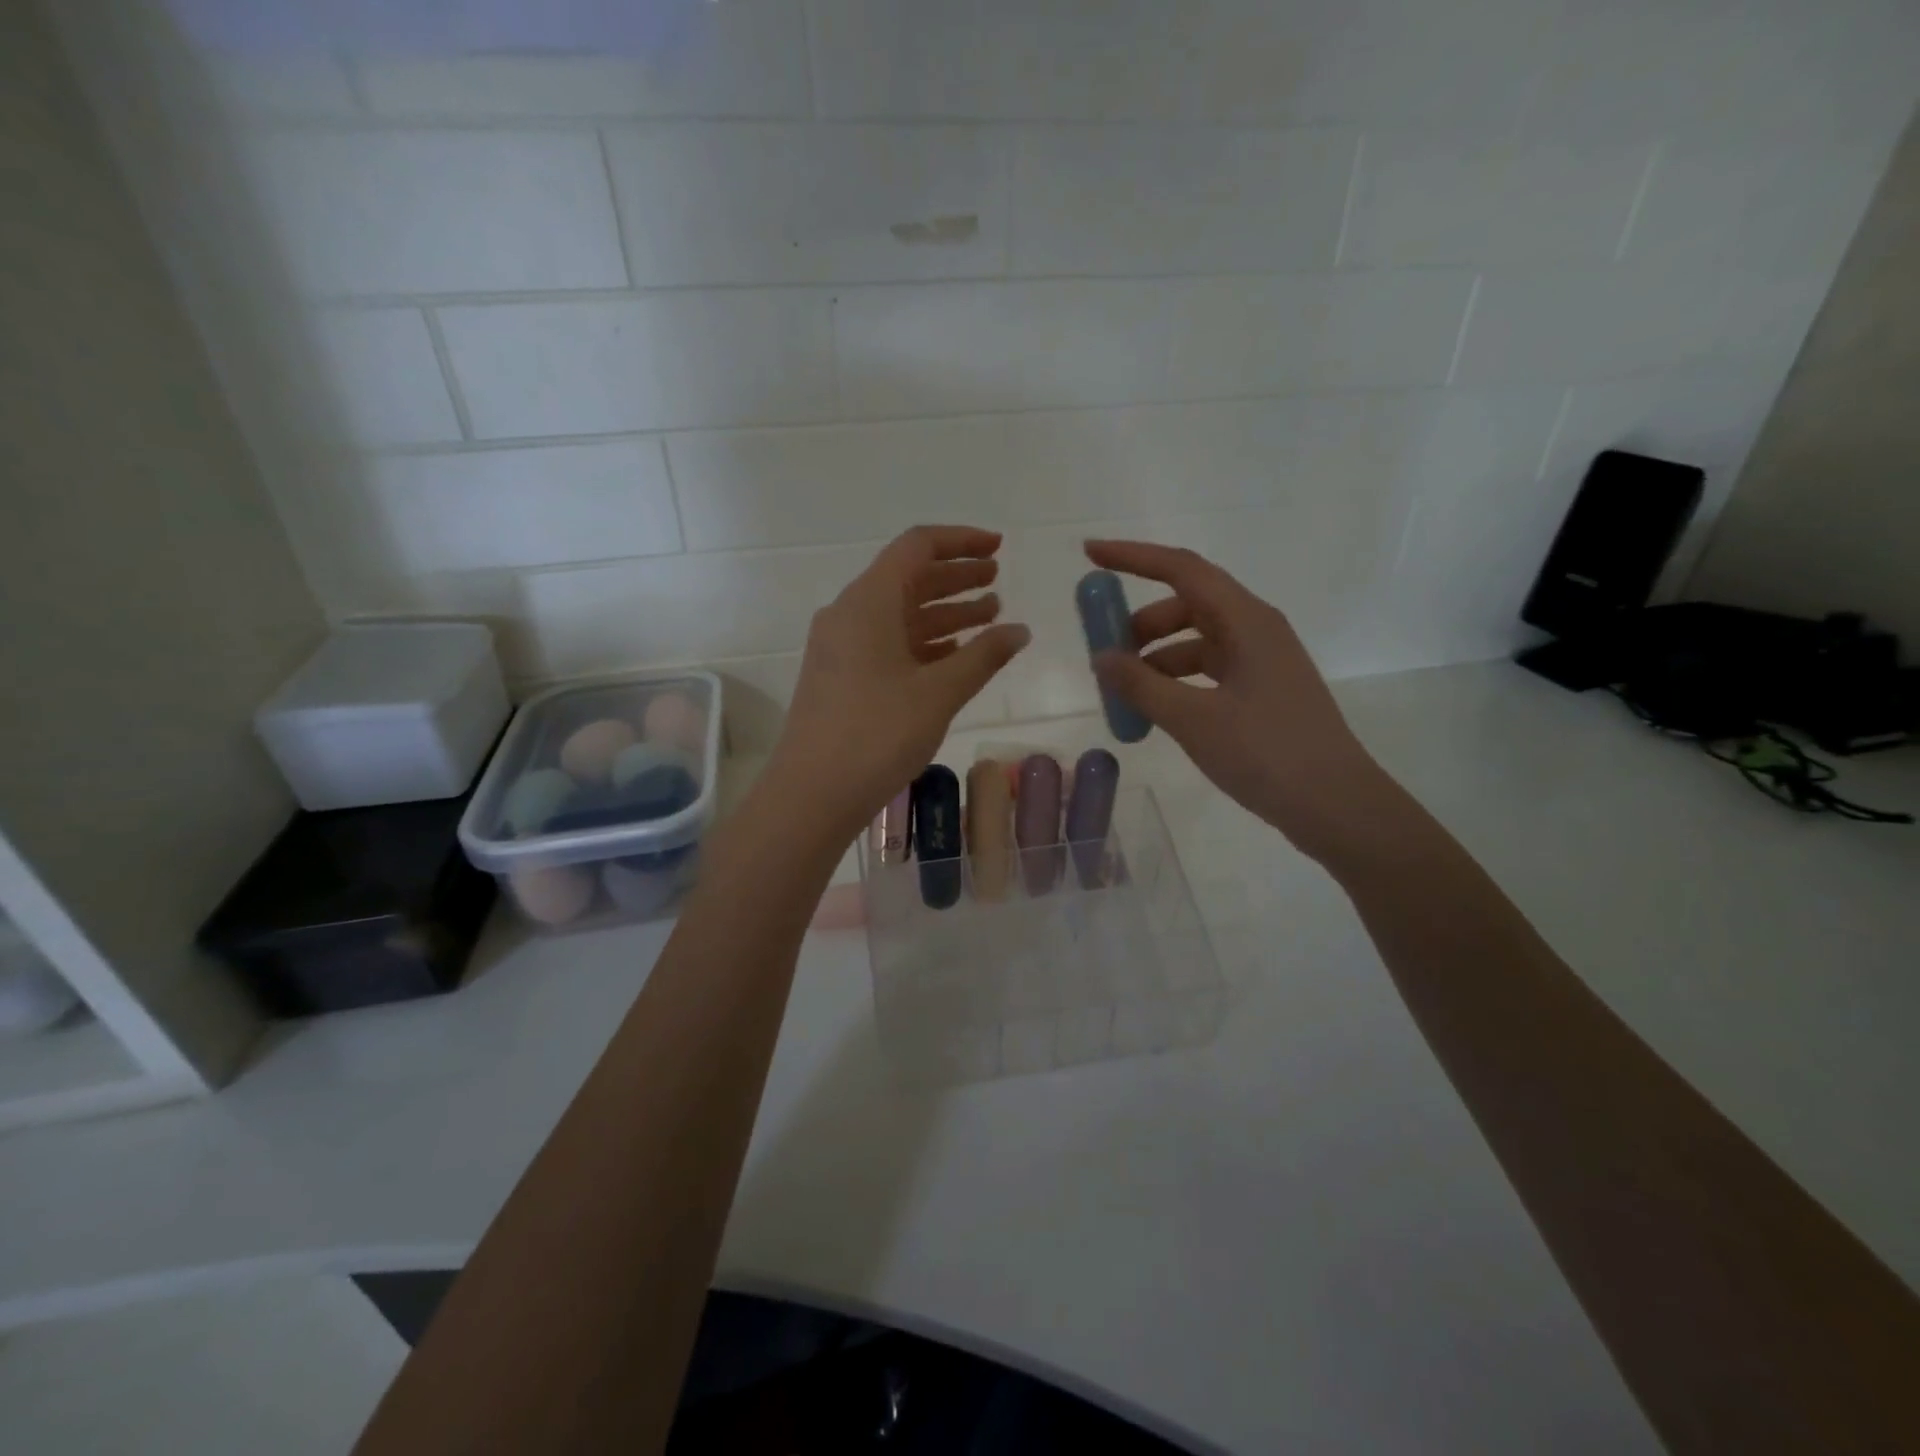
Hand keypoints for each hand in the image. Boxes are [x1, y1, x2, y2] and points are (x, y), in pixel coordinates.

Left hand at [769, 525, 1029, 837]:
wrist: (812, 793)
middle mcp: (849, 614)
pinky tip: (956, 654)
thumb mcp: (938, 693)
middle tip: (998, 580)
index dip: (961, 541)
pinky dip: (925, 642)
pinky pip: (889, 644)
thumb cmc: (877, 735)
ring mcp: (842, 647)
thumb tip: (1020, 631)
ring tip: (990, 616)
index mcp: (867, 602)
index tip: (998, 547)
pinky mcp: (842, 677)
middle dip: (956, 576)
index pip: (917, 548)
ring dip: (944, 611)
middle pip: (908, 578)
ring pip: (900, 614)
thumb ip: (983, 656)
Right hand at [1086, 540, 1397, 862]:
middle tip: (1103, 652)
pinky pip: (1206, 670)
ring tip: (1123, 692)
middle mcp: (1255, 629)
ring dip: (1154, 656)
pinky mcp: (1261, 690)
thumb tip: (1100, 657)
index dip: (1132, 557)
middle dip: (1139, 622)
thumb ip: (1141, 685)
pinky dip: (1174, 680)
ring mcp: (1261, 661)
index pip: (1181, 569)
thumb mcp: (1193, 719)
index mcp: (1246, 621)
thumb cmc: (1267, 754)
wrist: (1336, 805)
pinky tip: (1154, 709)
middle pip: (1186, 603)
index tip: (1089, 554)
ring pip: (1194, 640)